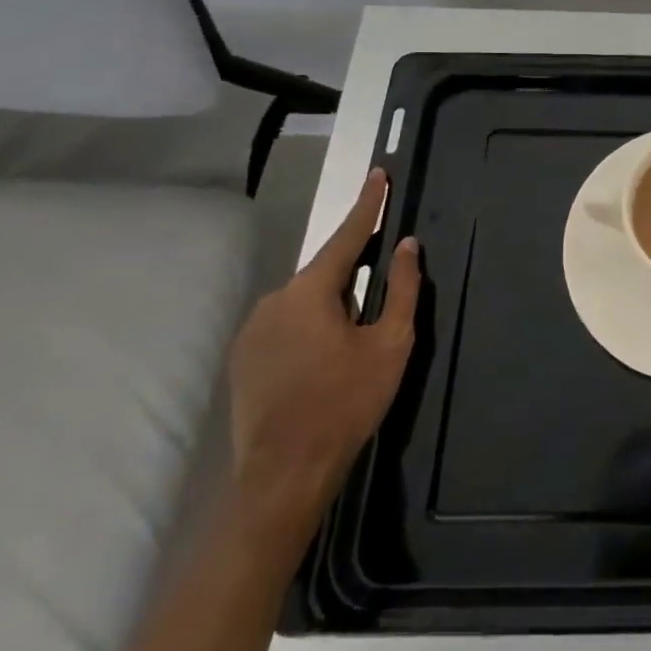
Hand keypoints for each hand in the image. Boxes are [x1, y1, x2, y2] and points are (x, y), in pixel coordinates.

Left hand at [227, 168, 420, 545]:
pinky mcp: (243, 358)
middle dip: (354, 273)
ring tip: (352, 343)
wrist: (283, 477)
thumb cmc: (346, 403)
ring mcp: (253, 330)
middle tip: (377, 301)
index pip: (346, 235)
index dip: (369, 204)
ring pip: (305, 299)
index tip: (380, 173)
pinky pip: (286, 323)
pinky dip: (310, 326)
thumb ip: (402, 288)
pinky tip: (323, 360)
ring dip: (332, 305)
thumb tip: (407, 246)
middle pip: (326, 271)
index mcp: (310, 291)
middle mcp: (274, 300)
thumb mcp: (390, 344)